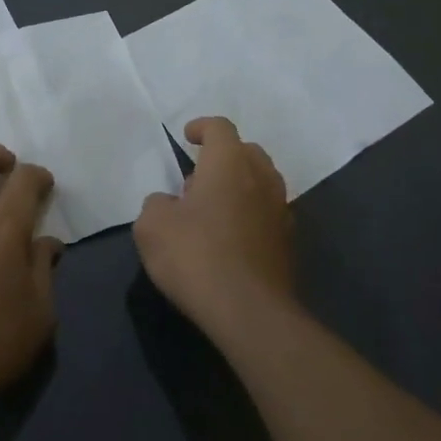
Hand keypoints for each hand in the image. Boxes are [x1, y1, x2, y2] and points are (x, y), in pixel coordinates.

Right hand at [134, 117, 292, 338]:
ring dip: (238, 185)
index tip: (187, 137)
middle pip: (246, 151)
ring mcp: (280, 210)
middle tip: (197, 178)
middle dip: (222, 156)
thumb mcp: (152, 226)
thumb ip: (157, 204)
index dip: (202, 127)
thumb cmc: (195, 256)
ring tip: (212, 209)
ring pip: (261, 181)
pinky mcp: (288, 242)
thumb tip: (170, 204)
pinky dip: (250, 213)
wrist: (249, 312)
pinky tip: (230, 237)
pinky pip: (267, 212)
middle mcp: (261, 177)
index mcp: (229, 163)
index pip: (220, 128)